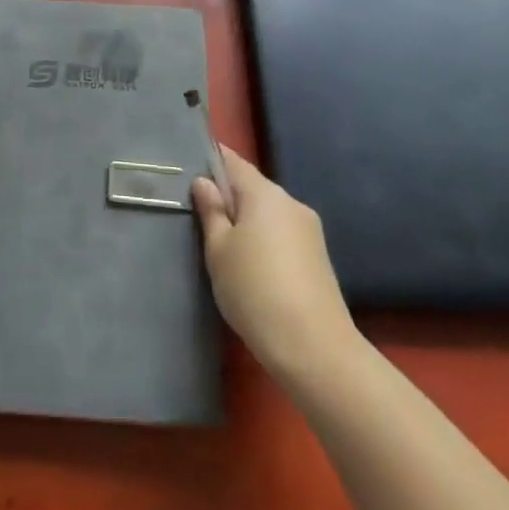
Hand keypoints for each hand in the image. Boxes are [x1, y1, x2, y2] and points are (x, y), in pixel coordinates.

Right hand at [193, 146, 353, 375]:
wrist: (314, 348)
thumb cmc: (254, 290)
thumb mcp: (218, 250)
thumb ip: (211, 211)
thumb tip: (204, 182)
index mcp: (264, 193)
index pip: (233, 162)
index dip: (211, 161)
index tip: (190, 168)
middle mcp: (291, 203)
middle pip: (252, 188)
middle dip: (228, 197)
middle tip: (201, 217)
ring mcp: (309, 230)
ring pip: (268, 213)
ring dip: (247, 222)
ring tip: (224, 247)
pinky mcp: (318, 257)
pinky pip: (282, 235)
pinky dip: (264, 241)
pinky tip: (252, 267)